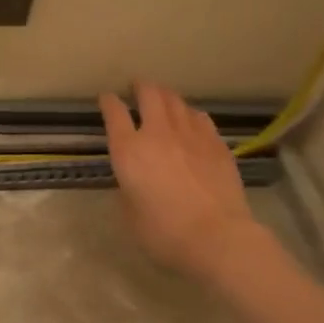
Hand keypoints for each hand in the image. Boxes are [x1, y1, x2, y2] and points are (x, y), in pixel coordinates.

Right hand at [98, 81, 262, 281]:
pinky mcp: (217, 145)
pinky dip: (190, 114)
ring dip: (166, 96)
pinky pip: (200, 118)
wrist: (217, 236)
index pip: (114, 114)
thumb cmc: (163, 231)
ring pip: (177, 102)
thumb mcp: (129, 214)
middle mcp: (158, 134)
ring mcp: (191, 136)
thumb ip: (127, 189)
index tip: (106, 97)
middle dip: (141, 87)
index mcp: (128, 150)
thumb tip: (133, 180)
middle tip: (137, 86)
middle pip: (150, 95)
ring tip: (163, 98)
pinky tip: (191, 119)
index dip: (108, 102)